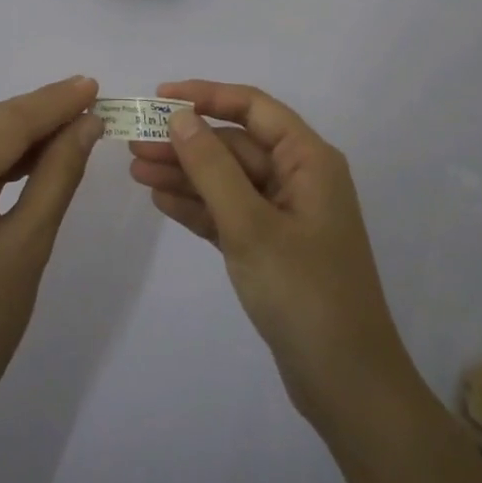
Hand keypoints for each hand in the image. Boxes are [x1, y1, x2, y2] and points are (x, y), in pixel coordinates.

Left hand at [0, 76, 103, 427]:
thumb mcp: (28, 247)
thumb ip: (58, 175)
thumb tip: (87, 124)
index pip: (2, 126)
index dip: (51, 103)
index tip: (94, 86)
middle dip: (39, 113)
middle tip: (90, 101)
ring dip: (21, 132)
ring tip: (73, 122)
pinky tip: (34, 153)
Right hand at [128, 81, 419, 430]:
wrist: (348, 386)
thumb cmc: (304, 293)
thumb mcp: (250, 226)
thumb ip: (212, 167)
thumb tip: (181, 117)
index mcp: (308, 160)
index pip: (253, 108)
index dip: (206, 96)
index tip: (160, 97)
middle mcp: (298, 178)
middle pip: (235, 145)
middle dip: (186, 142)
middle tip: (133, 144)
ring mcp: (285, 215)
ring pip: (228, 180)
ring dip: (185, 174)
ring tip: (135, 170)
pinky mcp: (271, 247)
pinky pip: (229, 213)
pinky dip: (198, 206)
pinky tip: (161, 200)